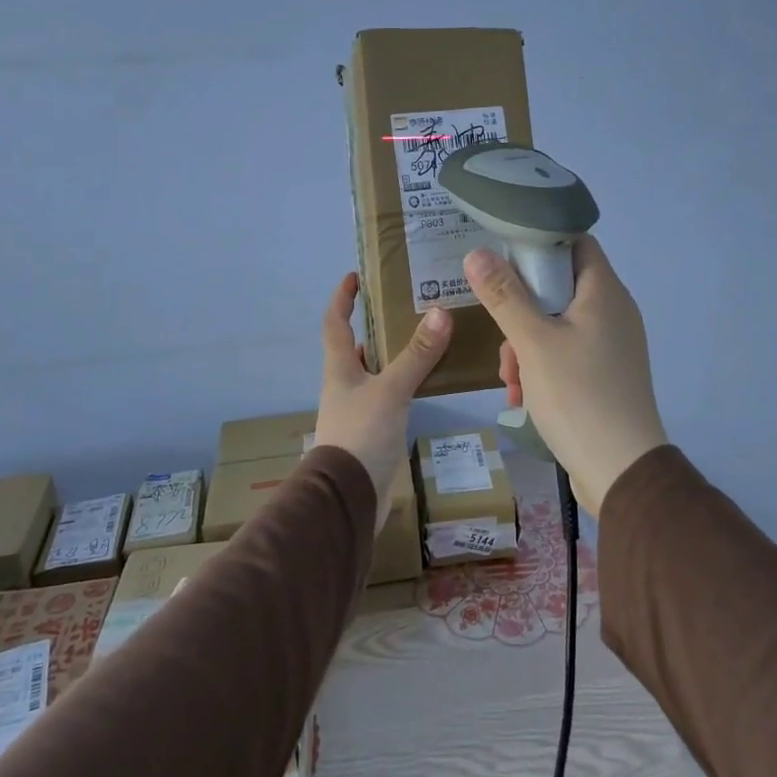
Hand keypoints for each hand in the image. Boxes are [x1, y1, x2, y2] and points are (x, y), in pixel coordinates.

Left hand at [312, 272, 451, 526]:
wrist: (347, 499)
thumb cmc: (360, 435)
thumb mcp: (391, 390)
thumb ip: (416, 355)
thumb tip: (440, 313)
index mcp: (339, 369)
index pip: (335, 323)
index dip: (342, 298)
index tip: (354, 277)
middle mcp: (344, 385)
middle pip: (355, 347)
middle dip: (374, 326)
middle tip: (405, 307)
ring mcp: (357, 410)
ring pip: (374, 372)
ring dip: (393, 355)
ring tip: (424, 339)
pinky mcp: (372, 431)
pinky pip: (389, 396)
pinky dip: (404, 383)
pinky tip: (426, 383)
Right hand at [463, 237, 667, 517]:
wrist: (621, 471)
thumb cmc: (578, 395)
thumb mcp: (532, 342)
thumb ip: (504, 296)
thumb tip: (477, 253)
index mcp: (604, 292)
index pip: (575, 242)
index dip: (539, 243)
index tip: (504, 259)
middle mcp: (614, 311)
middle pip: (560, 287)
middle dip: (522, 309)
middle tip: (502, 336)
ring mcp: (613, 345)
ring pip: (559, 325)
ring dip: (527, 345)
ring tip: (510, 379)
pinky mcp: (608, 375)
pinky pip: (569, 354)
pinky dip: (543, 367)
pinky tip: (523, 396)